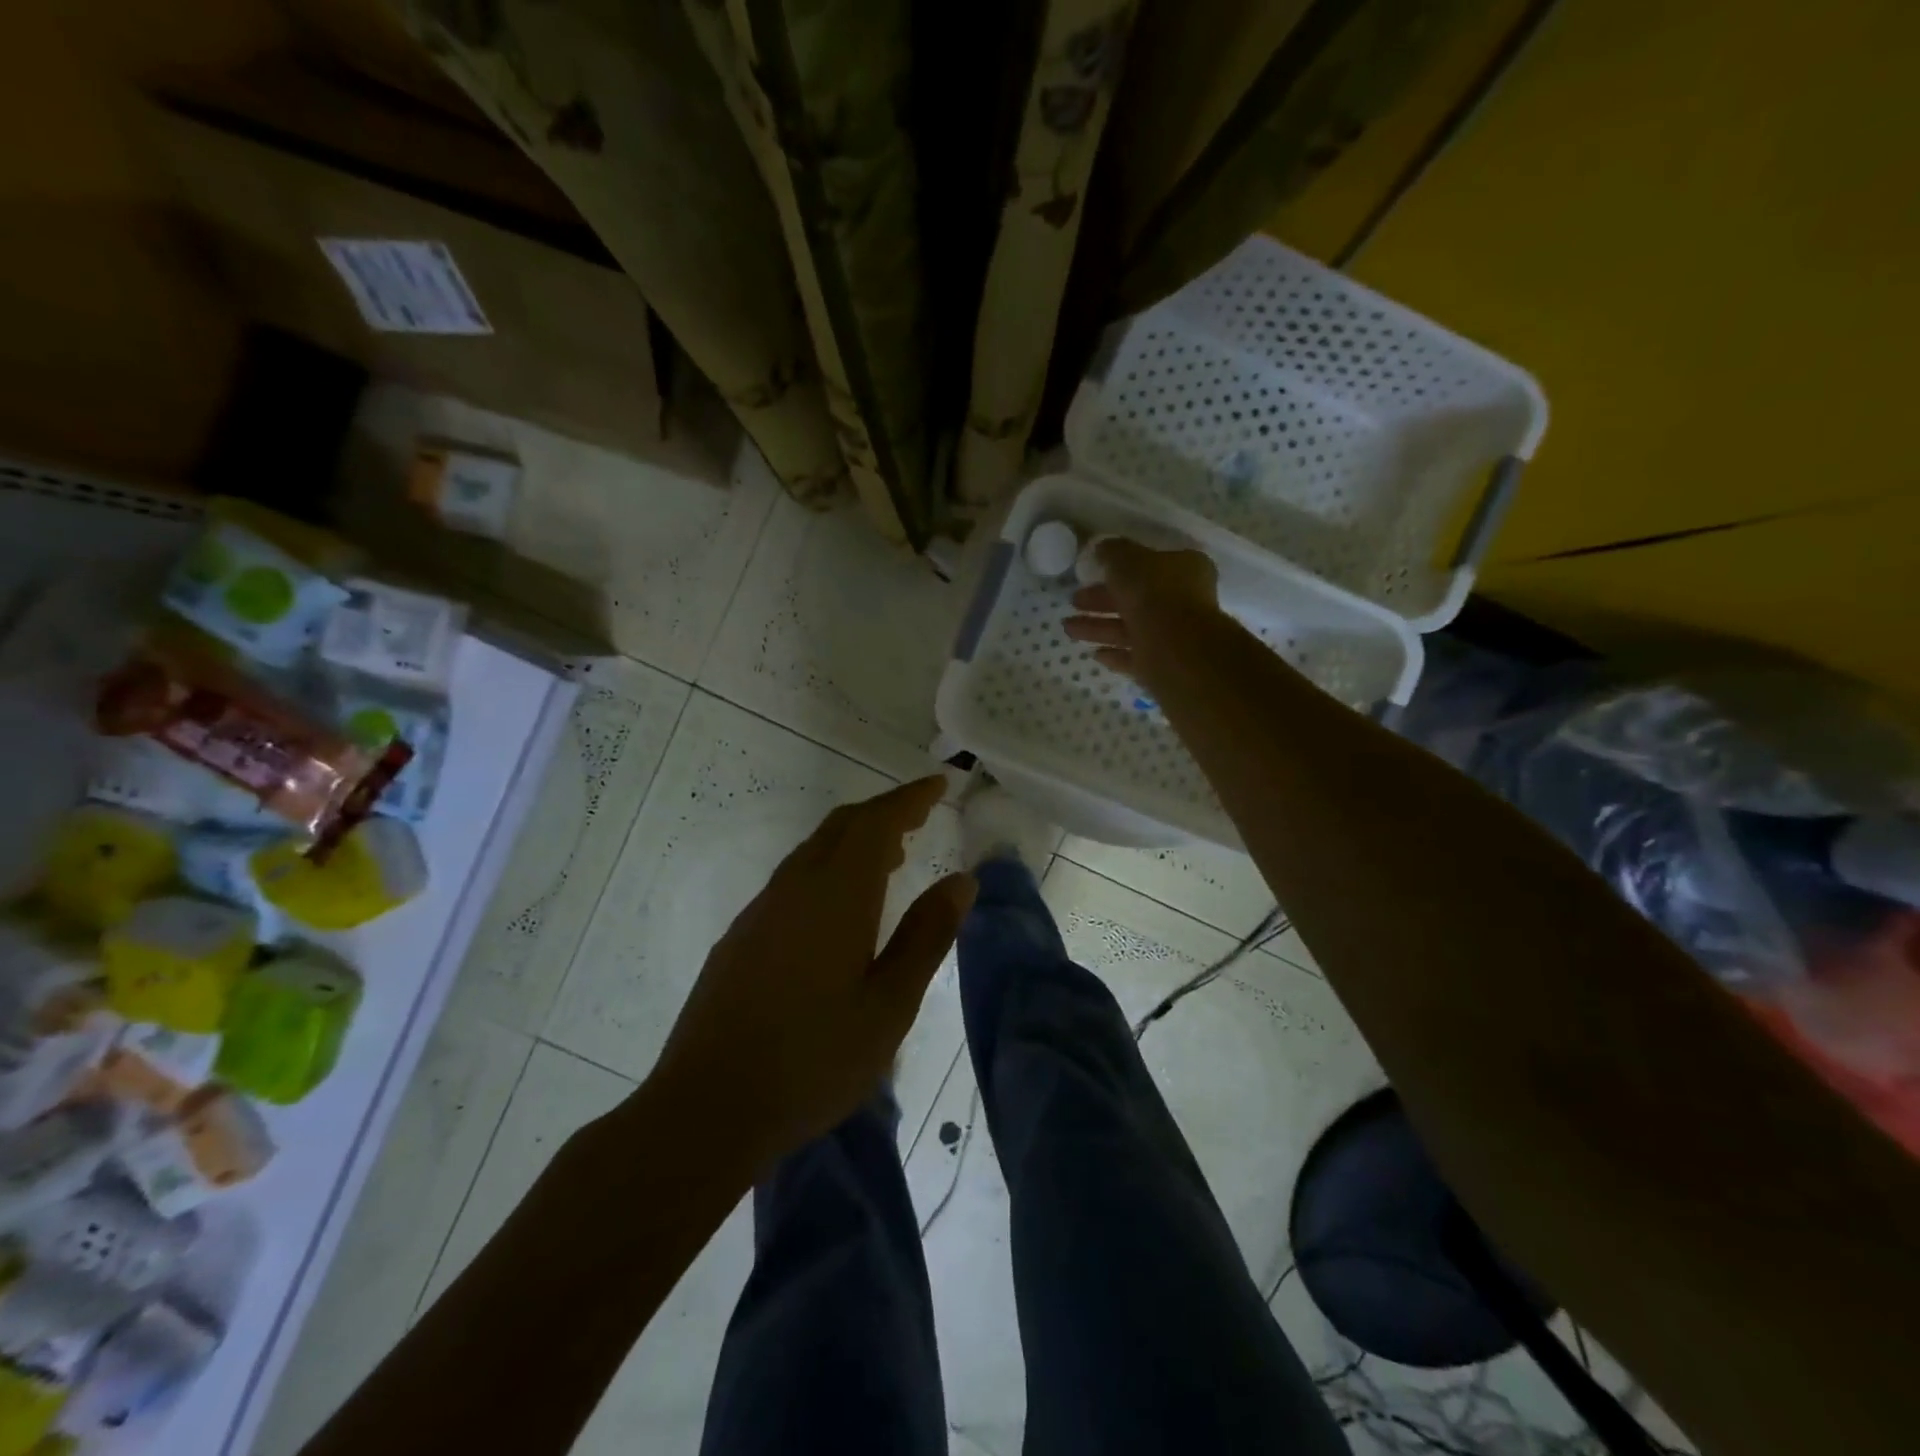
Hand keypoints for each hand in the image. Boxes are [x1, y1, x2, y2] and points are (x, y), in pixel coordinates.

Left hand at [645, 775, 976, 1169]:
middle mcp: (795, 887)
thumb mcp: (890, 1005)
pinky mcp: (742, 936)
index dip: (910, 799)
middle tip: (921, 815)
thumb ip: (927, 936)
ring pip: (814, 850)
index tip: (939, 784)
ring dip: (855, 839)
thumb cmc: (813, 1060)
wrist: (707, 1107)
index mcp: (836, 895)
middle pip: (841, 826)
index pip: (877, 823)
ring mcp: (761, 910)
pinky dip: (829, 867)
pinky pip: (795, 877)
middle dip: (884, 812)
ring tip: (892, 856)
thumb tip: (962, 881)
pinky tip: (841, 906)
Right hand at [1063, 538, 1221, 695]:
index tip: (1094, 572)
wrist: (1176, 650)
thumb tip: (1103, 548)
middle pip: (1136, 598)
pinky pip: (1134, 657)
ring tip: (1068, 628)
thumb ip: (1113, 552)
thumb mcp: (1128, 560)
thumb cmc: (1154, 595)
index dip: (1120, 567)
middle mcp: (1182, 601)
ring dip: (1098, 628)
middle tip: (1073, 601)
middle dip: (1101, 601)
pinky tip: (1094, 654)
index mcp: (1184, 569)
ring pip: (1130, 629)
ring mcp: (1173, 635)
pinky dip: (1114, 654)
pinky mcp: (1163, 665)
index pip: (1150, 564)